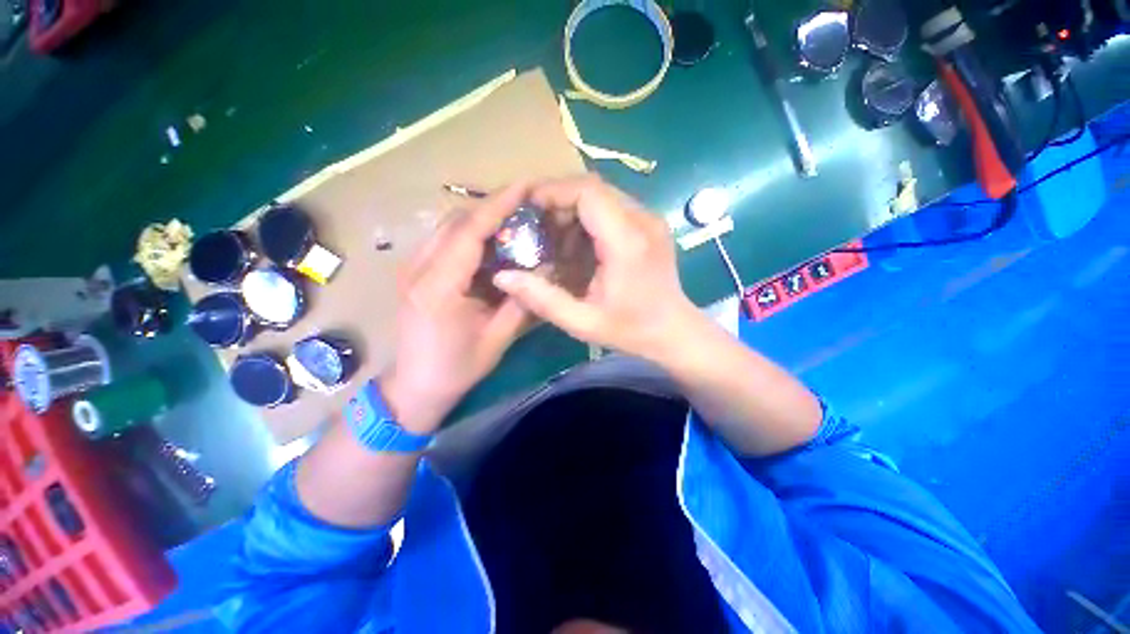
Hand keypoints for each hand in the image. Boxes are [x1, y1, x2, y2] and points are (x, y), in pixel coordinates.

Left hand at [382, 184, 531, 432]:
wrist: (414, 386)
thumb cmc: (456, 368)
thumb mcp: (497, 339)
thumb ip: (521, 302)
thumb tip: (545, 270)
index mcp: (438, 287)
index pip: (469, 232)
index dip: (498, 206)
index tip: (526, 188)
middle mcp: (418, 268)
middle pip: (457, 222)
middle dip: (493, 208)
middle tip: (528, 205)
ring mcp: (412, 268)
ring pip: (449, 228)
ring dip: (482, 220)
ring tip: (515, 221)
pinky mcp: (415, 272)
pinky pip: (445, 241)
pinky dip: (471, 235)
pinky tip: (493, 244)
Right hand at [493, 176, 706, 363]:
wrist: (675, 331)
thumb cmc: (632, 330)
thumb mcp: (583, 322)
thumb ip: (543, 300)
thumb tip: (503, 277)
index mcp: (626, 242)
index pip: (587, 192)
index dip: (553, 191)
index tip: (527, 206)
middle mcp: (642, 220)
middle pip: (593, 187)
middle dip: (559, 199)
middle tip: (535, 223)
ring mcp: (650, 220)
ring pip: (603, 194)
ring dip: (573, 208)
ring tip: (553, 235)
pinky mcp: (650, 225)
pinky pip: (613, 207)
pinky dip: (589, 217)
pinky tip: (578, 243)